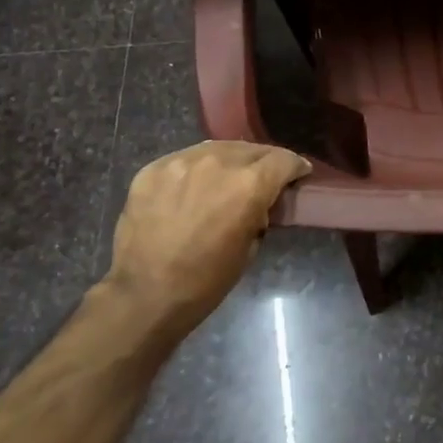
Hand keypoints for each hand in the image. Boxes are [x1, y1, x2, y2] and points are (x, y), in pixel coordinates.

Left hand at [101, 141, 309, 345]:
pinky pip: (185, 159)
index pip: (283, 160)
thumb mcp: (250, 247)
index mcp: (249, 185)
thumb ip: (259, 212)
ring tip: (228, 178)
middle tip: (263, 178)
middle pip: (252, 149)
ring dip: (230, 161)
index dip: (295, 167)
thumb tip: (258, 202)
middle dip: (263, 162)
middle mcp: (218, 163)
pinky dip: (197, 169)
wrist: (144, 294)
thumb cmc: (206, 281)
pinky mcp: (153, 169)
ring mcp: (181, 162)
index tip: (298, 174)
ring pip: (217, 148)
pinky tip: (194, 187)